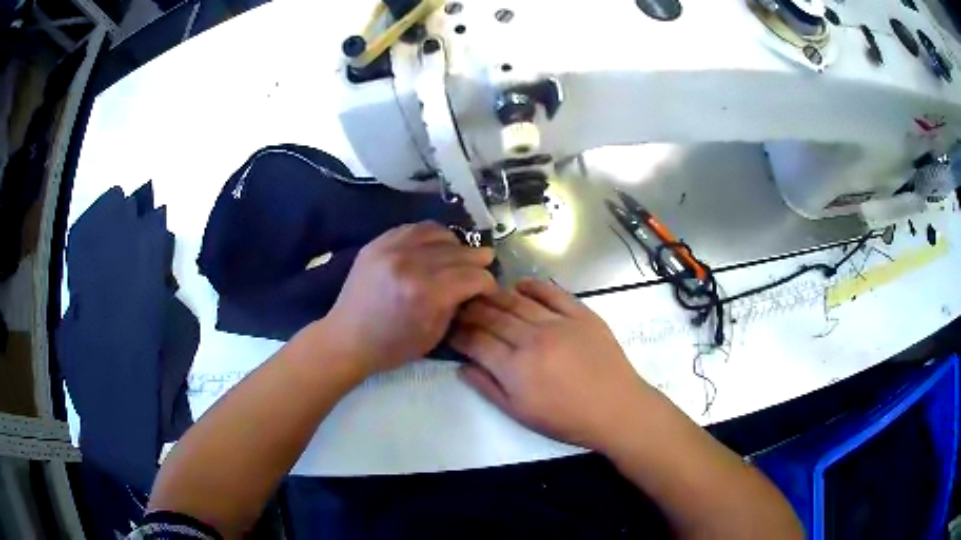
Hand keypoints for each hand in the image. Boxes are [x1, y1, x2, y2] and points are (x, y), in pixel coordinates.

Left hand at [328, 221, 495, 374]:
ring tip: (458, 256)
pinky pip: (414, 228)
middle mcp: (411, 263)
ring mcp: (391, 248)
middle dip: (477, 262)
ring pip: (439, 233)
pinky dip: (431, 236)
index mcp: (426, 293)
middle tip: (482, 268)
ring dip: (455, 244)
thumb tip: (472, 285)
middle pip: (460, 252)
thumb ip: (456, 304)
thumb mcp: (434, 335)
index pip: (473, 276)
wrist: (347, 337)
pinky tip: (434, 248)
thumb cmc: (392, 346)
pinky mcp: (378, 242)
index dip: (488, 282)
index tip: (489, 288)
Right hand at [451, 279, 652, 452]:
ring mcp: (558, 322)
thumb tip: (462, 366)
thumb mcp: (520, 414)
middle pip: (493, 316)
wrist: (616, 408)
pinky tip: (520, 285)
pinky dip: (533, 286)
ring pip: (517, 301)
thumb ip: (488, 388)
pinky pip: (552, 292)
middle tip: (459, 306)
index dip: (458, 333)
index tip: (448, 328)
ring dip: (495, 295)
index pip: (476, 341)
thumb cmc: (566, 419)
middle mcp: (532, 338)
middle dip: (470, 310)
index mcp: (515, 367)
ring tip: (482, 292)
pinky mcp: (581, 313)